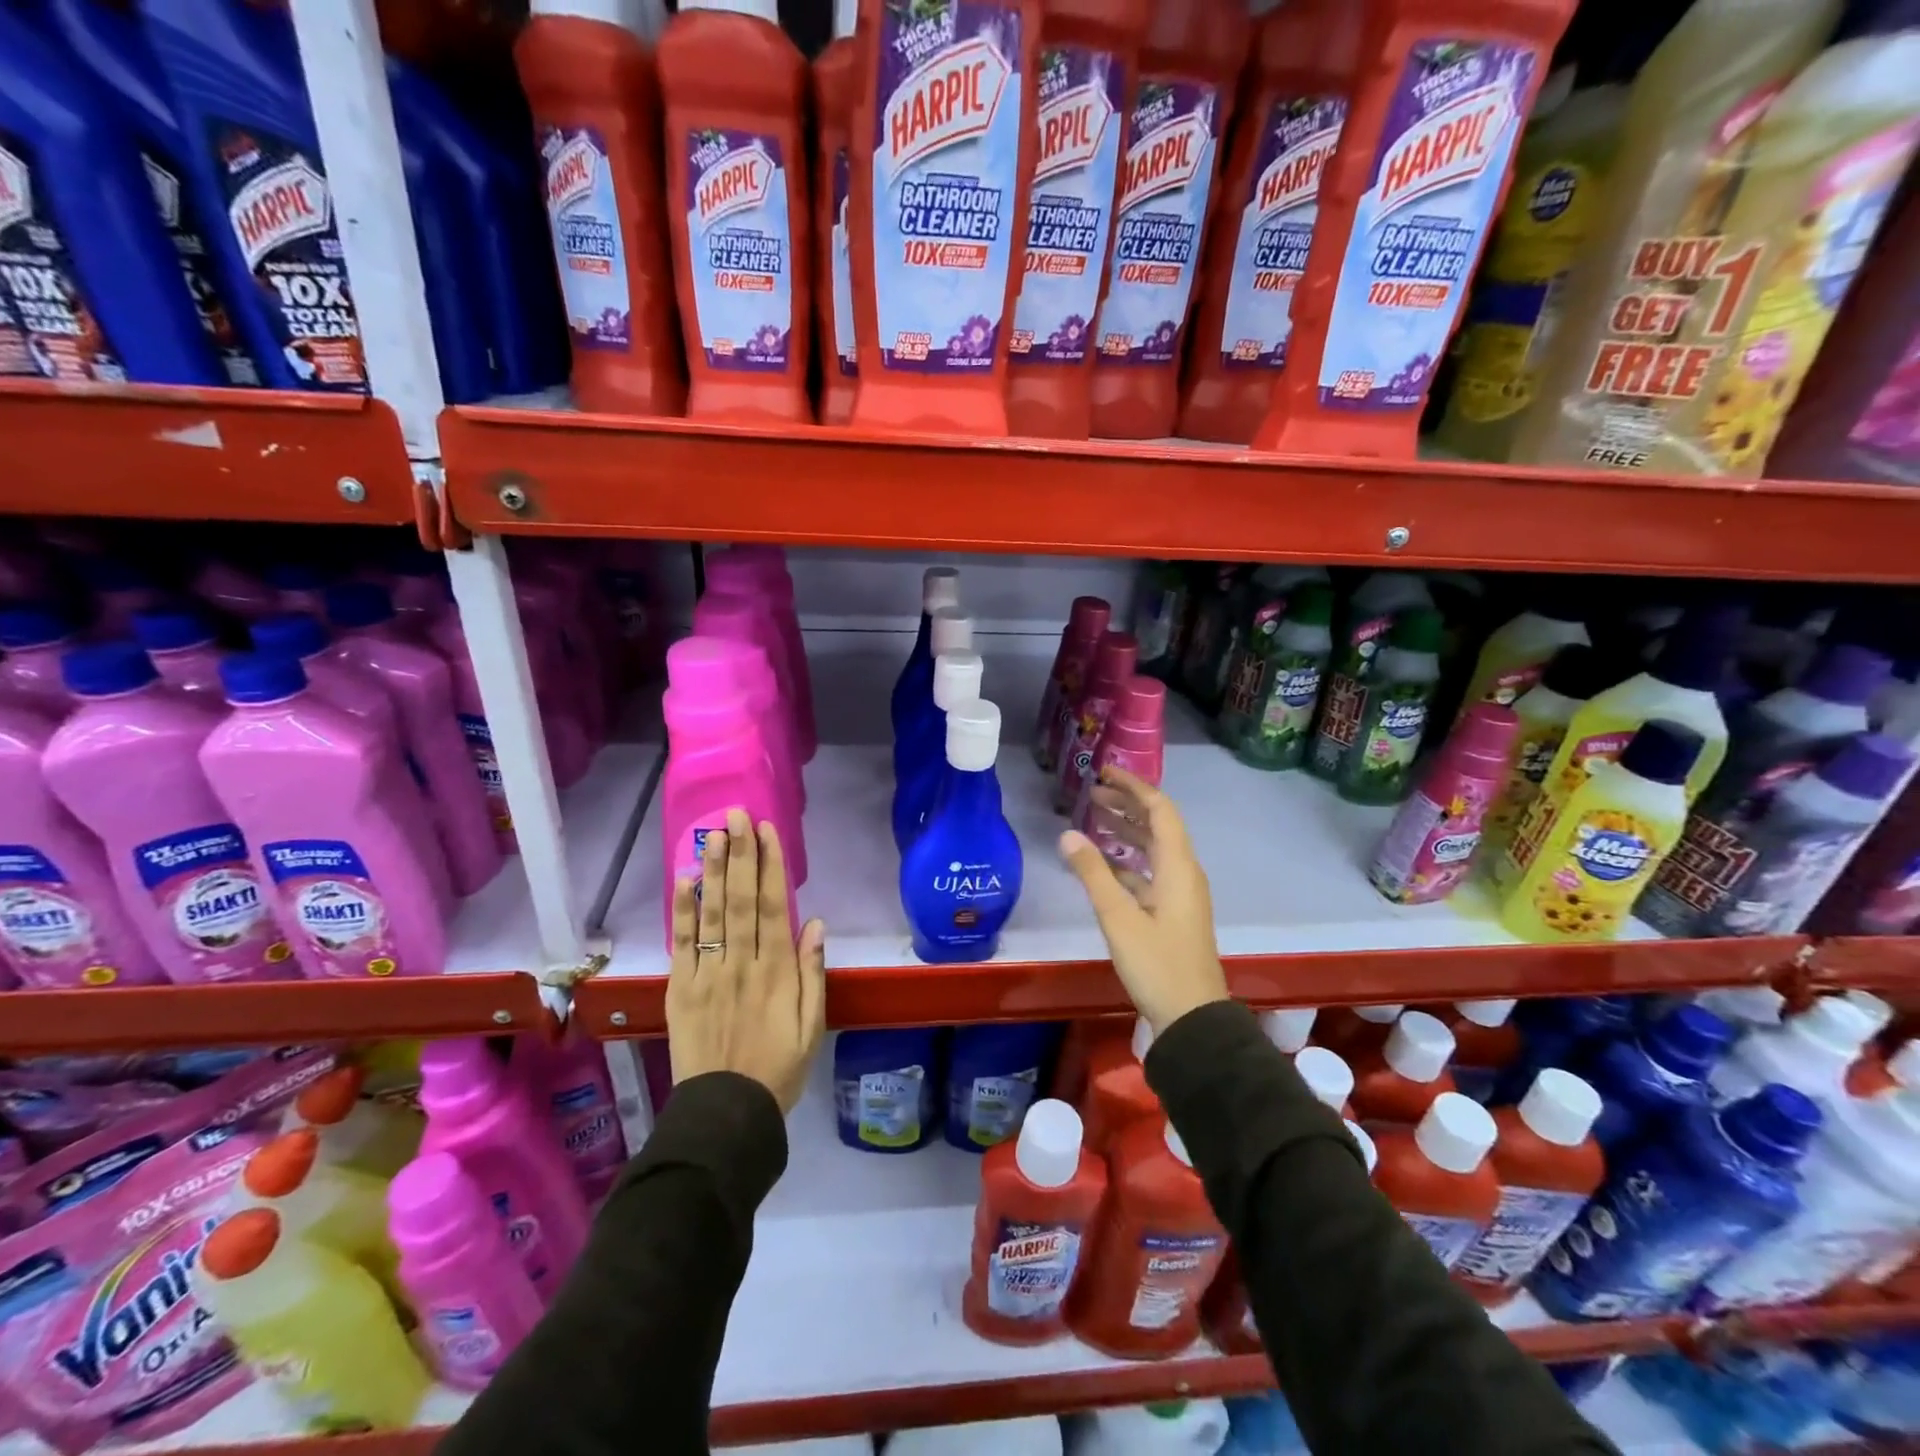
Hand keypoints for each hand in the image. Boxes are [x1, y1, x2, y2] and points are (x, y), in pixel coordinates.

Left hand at [666, 809, 825, 1114]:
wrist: (725, 1112)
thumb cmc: (778, 1068)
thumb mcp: (812, 1026)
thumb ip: (813, 973)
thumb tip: (814, 923)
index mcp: (777, 971)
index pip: (773, 906)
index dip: (770, 865)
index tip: (768, 831)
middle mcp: (741, 963)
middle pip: (740, 899)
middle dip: (739, 854)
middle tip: (737, 815)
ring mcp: (707, 974)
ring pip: (711, 913)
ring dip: (712, 870)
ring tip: (712, 833)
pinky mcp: (681, 989)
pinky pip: (682, 944)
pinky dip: (683, 911)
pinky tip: (684, 881)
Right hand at [1059, 767, 1229, 1035]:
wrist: (1192, 1018)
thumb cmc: (1157, 964)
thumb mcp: (1118, 917)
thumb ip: (1092, 873)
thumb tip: (1067, 834)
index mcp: (1177, 866)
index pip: (1159, 810)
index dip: (1133, 786)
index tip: (1104, 772)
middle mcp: (1183, 872)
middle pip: (1157, 825)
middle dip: (1126, 804)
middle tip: (1091, 793)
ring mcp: (1180, 893)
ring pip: (1153, 849)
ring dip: (1126, 830)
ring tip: (1093, 818)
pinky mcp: (1173, 912)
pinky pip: (1150, 871)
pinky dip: (1127, 860)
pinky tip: (1103, 863)